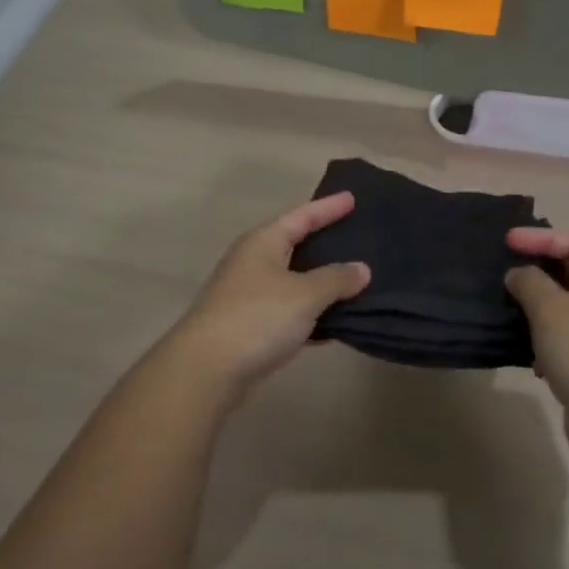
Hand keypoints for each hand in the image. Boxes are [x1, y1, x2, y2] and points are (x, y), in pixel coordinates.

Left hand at [166, 193, 369, 395]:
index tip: (352, 197)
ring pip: (295, 281)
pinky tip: (338, 322)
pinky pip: (291, 311)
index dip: (328, 207)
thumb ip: (336, 279)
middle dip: (326, 242)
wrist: (207, 371)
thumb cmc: (257, 318)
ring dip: (322, 282)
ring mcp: (250, 296)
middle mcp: (254, 263)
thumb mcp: (305, 294)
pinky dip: (313, 313)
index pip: (302, 216)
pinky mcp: (252, 327)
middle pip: (296, 245)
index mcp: (263, 242)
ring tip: (357, 278)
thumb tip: (361, 269)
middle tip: (358, 235)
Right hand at [504, 229, 568, 465]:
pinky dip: (545, 337)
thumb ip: (530, 283)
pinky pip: (567, 337)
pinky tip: (528, 353)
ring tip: (509, 306)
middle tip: (506, 269)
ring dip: (539, 305)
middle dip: (540, 269)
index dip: (541, 238)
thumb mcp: (552, 310)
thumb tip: (519, 275)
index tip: (507, 242)